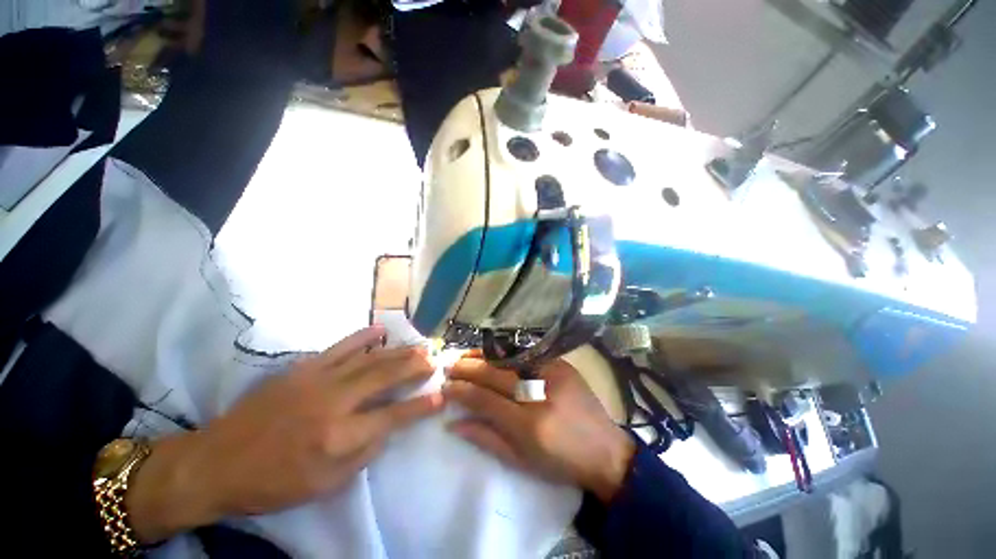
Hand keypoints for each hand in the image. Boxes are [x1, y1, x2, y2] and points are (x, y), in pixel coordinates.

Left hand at [126, 325, 442, 542]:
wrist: (216, 462)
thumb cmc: (272, 482)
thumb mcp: (324, 485)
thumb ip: (363, 453)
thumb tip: (387, 426)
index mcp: (339, 437)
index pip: (392, 417)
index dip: (419, 407)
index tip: (440, 396)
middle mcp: (334, 402)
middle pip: (385, 378)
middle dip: (414, 368)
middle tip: (433, 361)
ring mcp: (318, 379)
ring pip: (369, 359)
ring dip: (398, 352)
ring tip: (419, 347)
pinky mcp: (303, 368)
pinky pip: (341, 347)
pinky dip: (364, 337)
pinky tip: (381, 331)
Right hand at [443, 355, 634, 502]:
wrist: (606, 450)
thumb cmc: (562, 462)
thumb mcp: (522, 461)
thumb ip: (486, 439)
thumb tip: (454, 423)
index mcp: (529, 423)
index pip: (484, 399)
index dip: (461, 391)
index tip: (445, 386)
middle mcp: (539, 391)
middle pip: (494, 374)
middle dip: (467, 368)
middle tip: (449, 367)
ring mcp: (552, 372)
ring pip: (508, 358)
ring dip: (482, 356)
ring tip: (464, 356)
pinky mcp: (561, 363)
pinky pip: (525, 354)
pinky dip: (504, 353)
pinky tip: (491, 353)